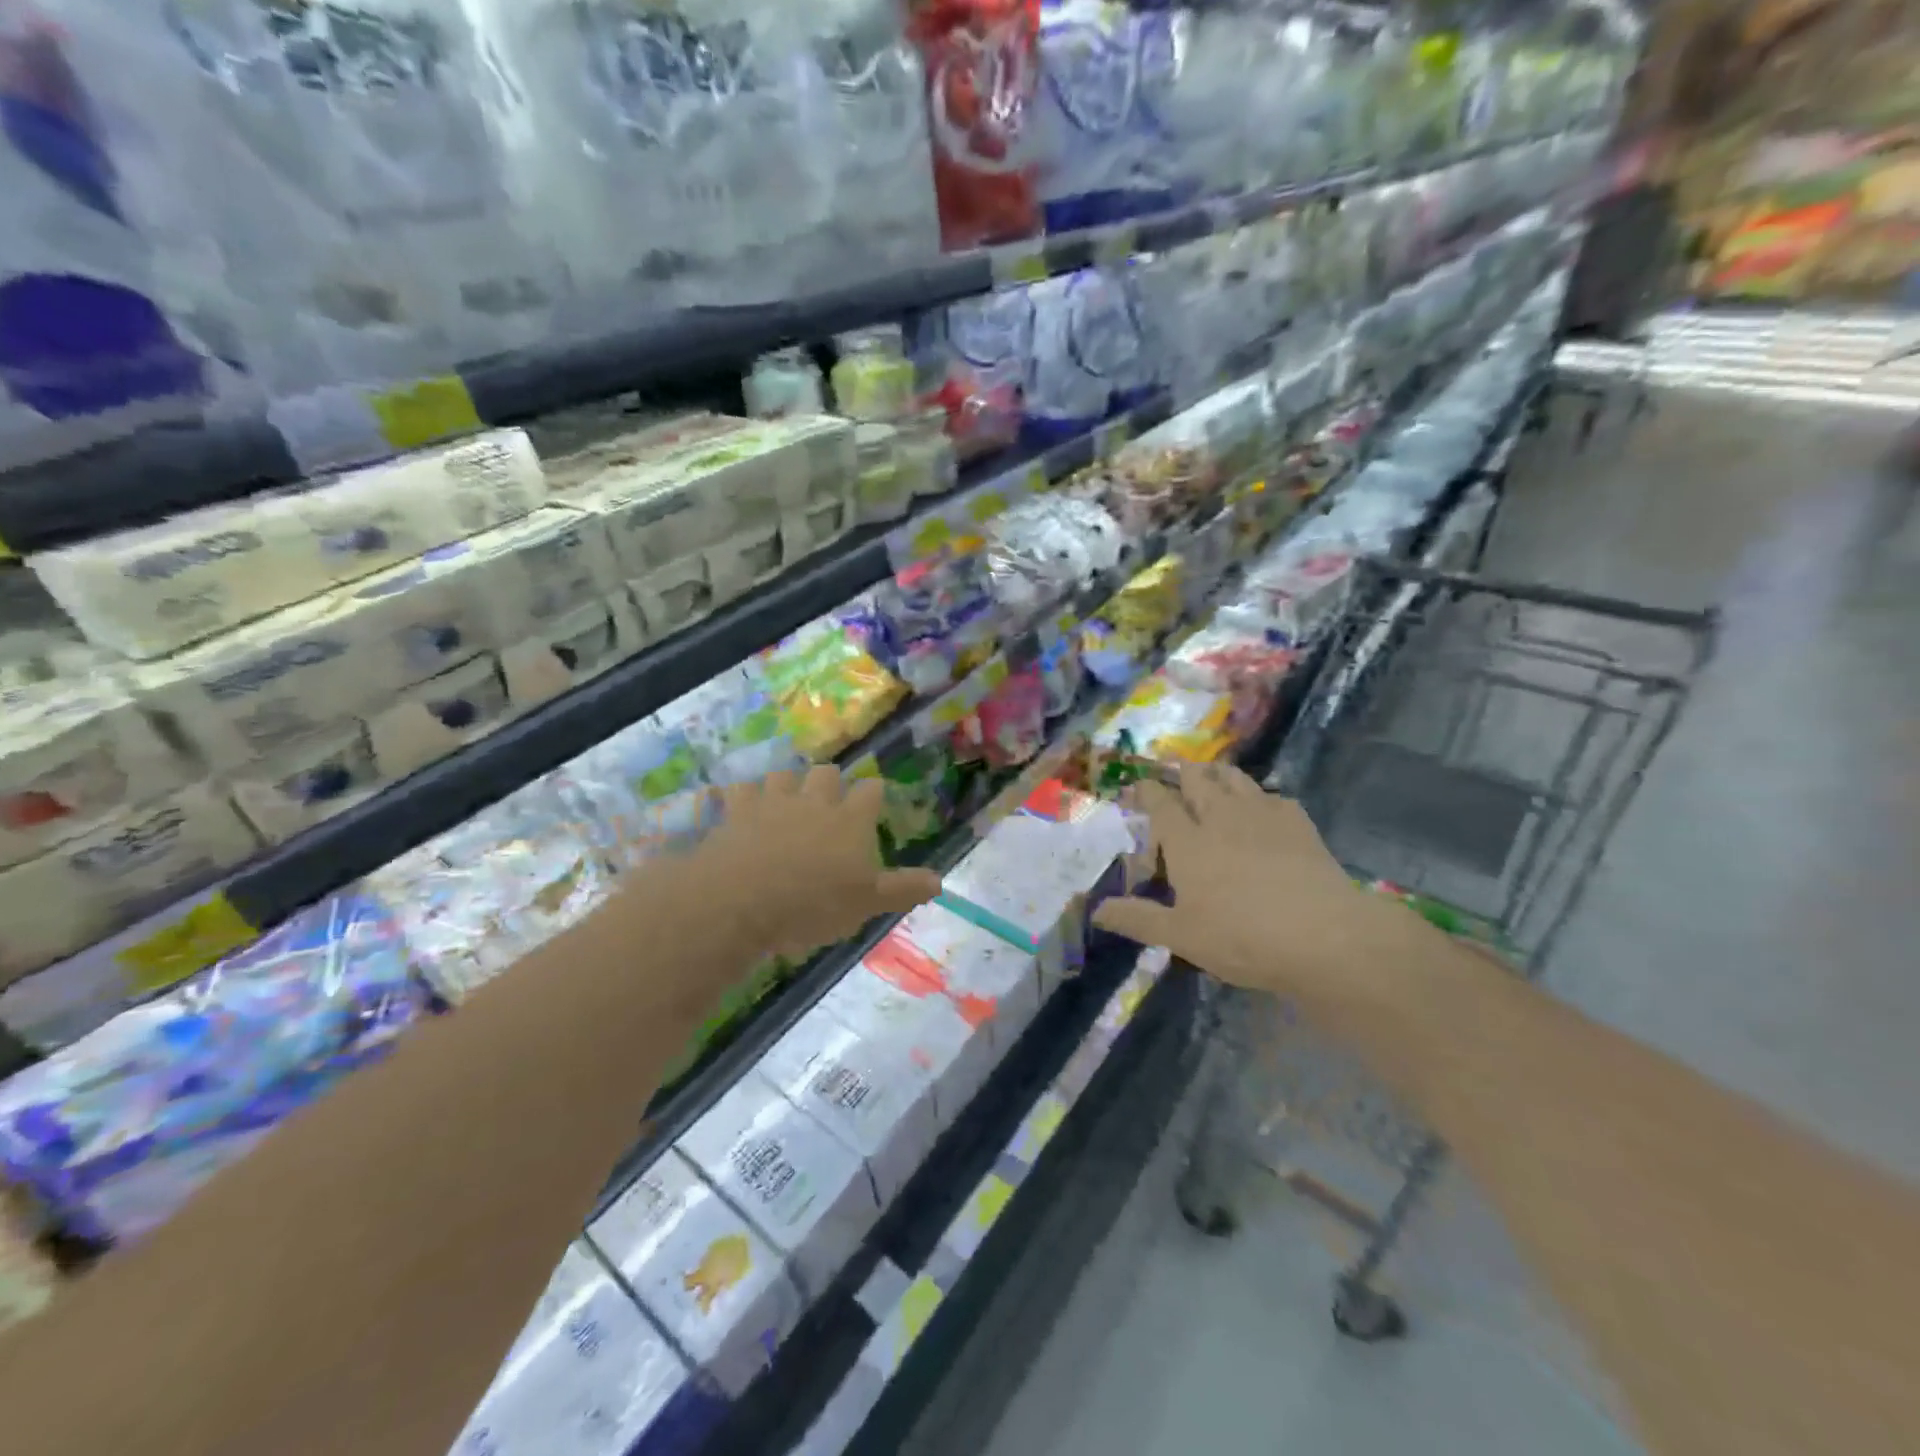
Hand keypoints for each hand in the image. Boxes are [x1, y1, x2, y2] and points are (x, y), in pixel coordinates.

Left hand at [694, 766, 941, 960]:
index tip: (873, 799)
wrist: (742, 901)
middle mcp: (814, 801)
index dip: (873, 792)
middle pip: (826, 772)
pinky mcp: (735, 811)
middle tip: (828, 799)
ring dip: (786, 784)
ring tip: (785, 800)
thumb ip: (902, 889)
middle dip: (830, 780)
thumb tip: (940, 880)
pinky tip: (736, 805)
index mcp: (850, 820)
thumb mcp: (867, 905)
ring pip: (783, 775)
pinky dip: (739, 796)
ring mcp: (772, 801)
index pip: (871, 791)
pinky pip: (737, 790)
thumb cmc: (813, 905)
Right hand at [1093, 762, 1437, 1034]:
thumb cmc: (1243, 937)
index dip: (1146, 789)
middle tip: (1174, 770)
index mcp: (1188, 841)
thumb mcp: (1182, 936)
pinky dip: (1260, 796)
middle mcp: (1221, 817)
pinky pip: (1273, 795)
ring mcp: (1263, 815)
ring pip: (1235, 778)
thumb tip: (1096, 911)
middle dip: (1182, 771)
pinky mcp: (1298, 822)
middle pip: (1197, 779)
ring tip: (1212, 775)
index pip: (1160, 803)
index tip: (1138, 784)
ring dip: (1218, 773)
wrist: (1325, 936)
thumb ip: (1138, 919)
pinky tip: (1263, 807)